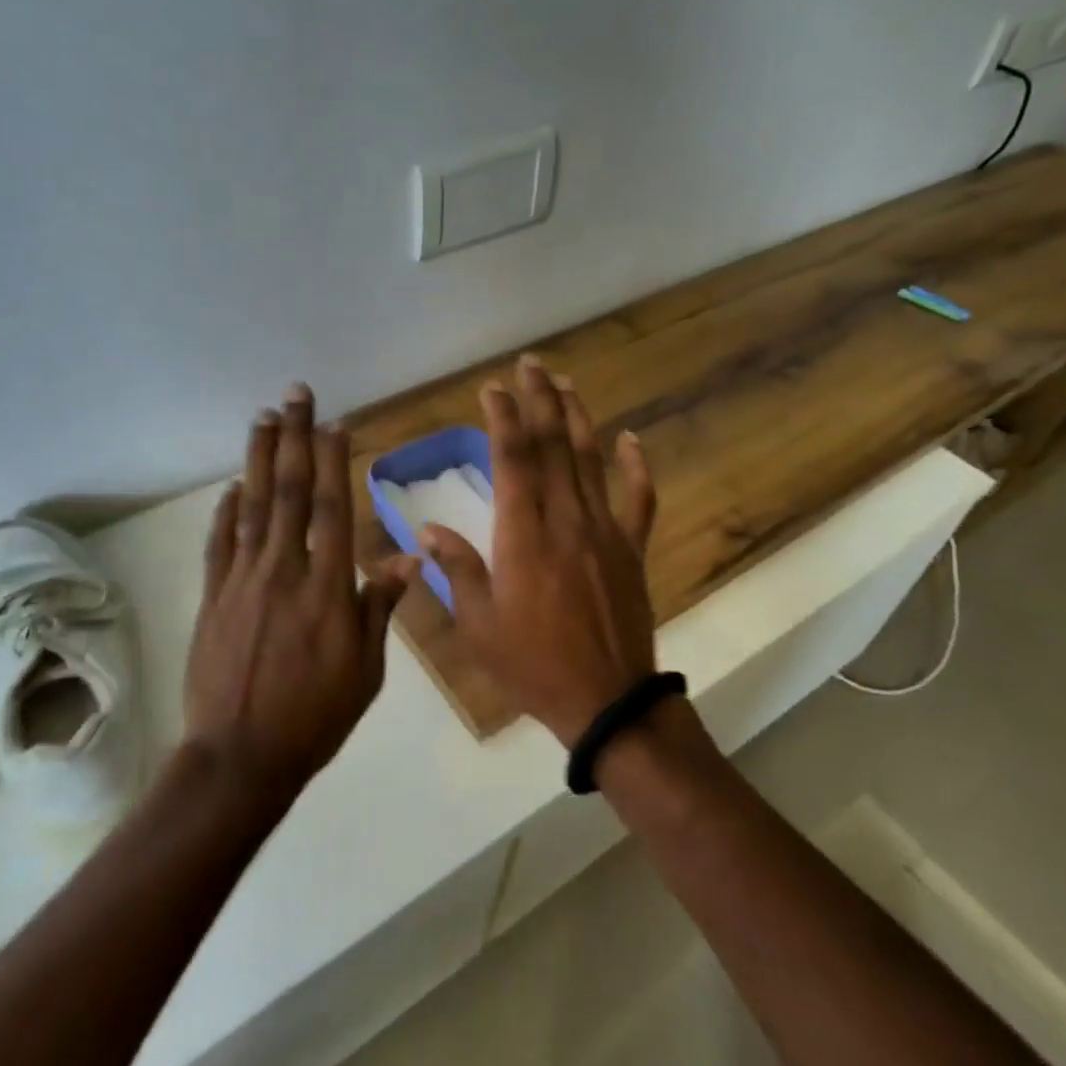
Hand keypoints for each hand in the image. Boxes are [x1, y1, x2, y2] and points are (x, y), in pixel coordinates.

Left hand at [184, 384, 420, 795]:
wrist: (240, 756)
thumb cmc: (315, 717)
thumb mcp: (365, 670)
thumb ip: (378, 607)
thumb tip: (406, 557)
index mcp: (326, 589)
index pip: (332, 509)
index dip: (334, 461)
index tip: (336, 423)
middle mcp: (283, 572)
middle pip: (290, 492)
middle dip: (295, 438)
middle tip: (296, 394)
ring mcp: (242, 581)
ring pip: (252, 506)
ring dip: (258, 459)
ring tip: (263, 418)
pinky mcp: (213, 597)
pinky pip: (220, 543)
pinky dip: (226, 510)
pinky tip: (233, 486)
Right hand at [421, 356, 658, 747]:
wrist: (606, 701)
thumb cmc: (532, 665)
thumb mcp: (478, 624)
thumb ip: (456, 570)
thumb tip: (426, 531)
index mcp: (523, 536)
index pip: (512, 460)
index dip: (503, 418)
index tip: (493, 388)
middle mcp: (565, 521)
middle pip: (553, 446)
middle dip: (540, 400)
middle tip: (530, 364)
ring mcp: (604, 532)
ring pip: (591, 461)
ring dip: (578, 418)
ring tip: (566, 383)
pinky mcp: (631, 550)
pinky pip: (639, 500)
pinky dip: (637, 466)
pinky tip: (631, 438)